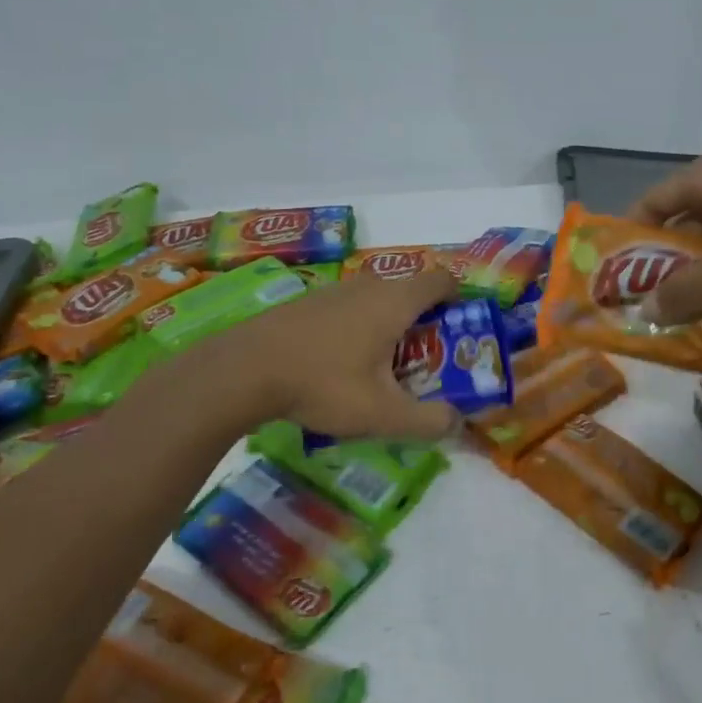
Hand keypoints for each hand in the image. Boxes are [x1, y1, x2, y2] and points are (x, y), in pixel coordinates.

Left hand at [178, 266, 461, 440]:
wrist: (242, 371)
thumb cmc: (323, 384)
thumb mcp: (382, 414)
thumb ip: (428, 421)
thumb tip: (456, 422)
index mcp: (395, 302)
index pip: (442, 280)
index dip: (459, 301)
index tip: (459, 332)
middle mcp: (369, 286)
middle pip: (411, 292)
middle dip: (425, 324)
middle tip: (424, 363)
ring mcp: (334, 290)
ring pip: (378, 301)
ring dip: (389, 327)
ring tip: (381, 370)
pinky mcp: (308, 302)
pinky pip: (349, 308)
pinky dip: (358, 329)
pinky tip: (339, 366)